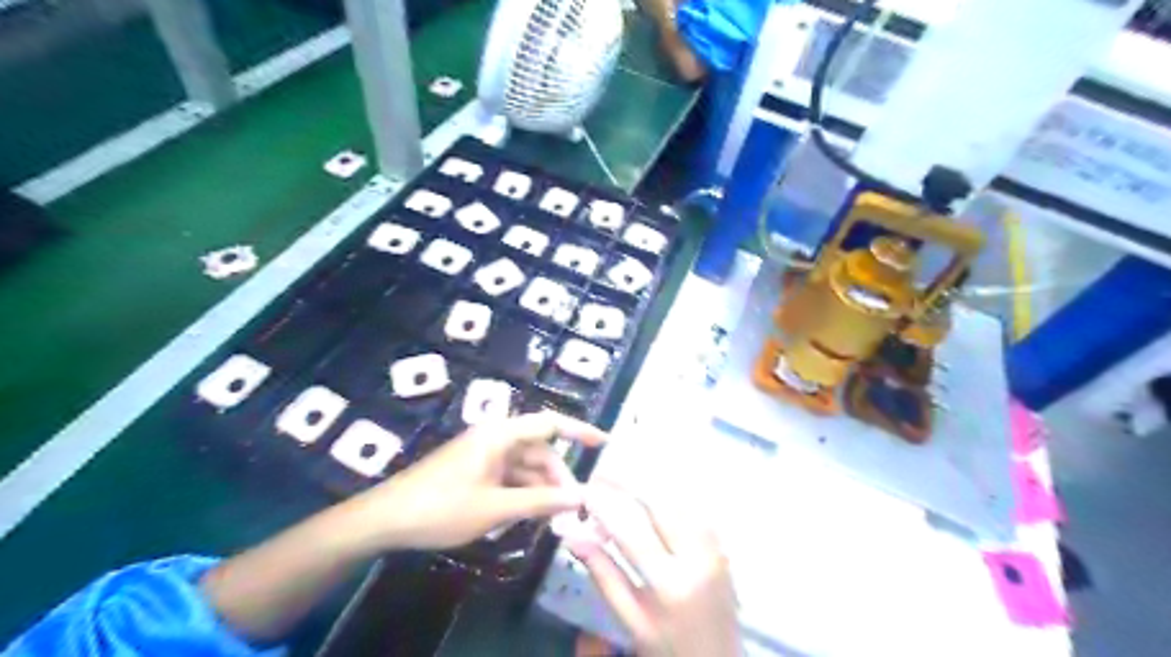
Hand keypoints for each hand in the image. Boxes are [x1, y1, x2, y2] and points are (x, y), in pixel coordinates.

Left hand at [345, 412, 603, 551]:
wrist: (386, 519)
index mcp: (500, 434)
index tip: (606, 443)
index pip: (550, 424)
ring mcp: (484, 455)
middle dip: (559, 478)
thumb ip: (540, 501)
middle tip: (575, 509)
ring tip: (555, 520)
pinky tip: (530, 517)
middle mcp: (496, 438)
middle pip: (540, 452)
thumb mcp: (495, 508)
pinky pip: (510, 478)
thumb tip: (581, 497)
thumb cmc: (442, 508)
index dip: (580, 431)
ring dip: (541, 490)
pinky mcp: (476, 472)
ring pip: (526, 468)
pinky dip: (524, 495)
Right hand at [570, 488, 740, 656]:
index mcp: (671, 584)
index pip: (631, 529)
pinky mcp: (722, 545)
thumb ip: (603, 574)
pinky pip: (693, 507)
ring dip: (648, 485)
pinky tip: (649, 497)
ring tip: (619, 483)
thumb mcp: (630, 620)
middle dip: (627, 482)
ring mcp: (716, 548)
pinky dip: (668, 496)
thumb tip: (572, 534)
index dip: (603, 505)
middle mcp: (698, 557)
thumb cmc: (668, 649)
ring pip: (679, 498)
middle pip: (660, 502)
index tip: (582, 490)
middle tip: (600, 476)